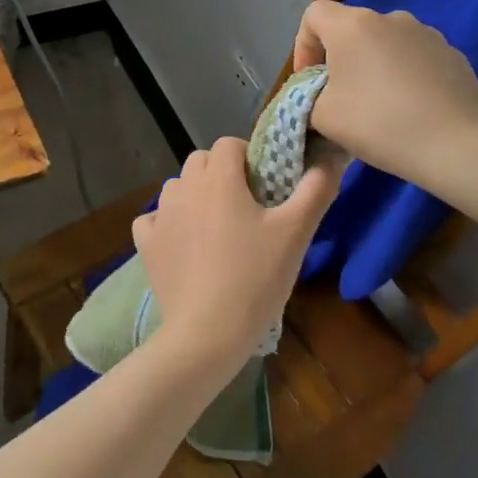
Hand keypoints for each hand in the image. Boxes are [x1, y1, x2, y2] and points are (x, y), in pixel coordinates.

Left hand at [131, 137, 345, 375]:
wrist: (208, 333)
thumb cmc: (255, 278)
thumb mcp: (296, 233)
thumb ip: (316, 190)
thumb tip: (331, 158)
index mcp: (218, 178)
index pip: (228, 144)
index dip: (248, 157)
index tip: (265, 185)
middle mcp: (184, 188)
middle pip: (200, 161)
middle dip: (221, 173)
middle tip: (246, 207)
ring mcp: (160, 216)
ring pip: (177, 187)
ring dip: (195, 195)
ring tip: (217, 227)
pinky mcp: (146, 245)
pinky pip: (153, 219)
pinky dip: (167, 223)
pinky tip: (184, 243)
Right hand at [292, 0, 477, 188]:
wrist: (454, 147)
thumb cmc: (377, 124)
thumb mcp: (321, 117)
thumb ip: (307, 97)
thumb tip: (318, 93)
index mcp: (353, 25)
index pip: (314, 15)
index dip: (303, 45)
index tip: (310, 80)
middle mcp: (390, 18)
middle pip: (351, 29)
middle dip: (340, 58)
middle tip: (341, 97)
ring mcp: (427, 34)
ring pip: (386, 43)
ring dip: (374, 65)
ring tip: (379, 105)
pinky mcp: (453, 54)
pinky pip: (416, 58)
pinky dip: (405, 75)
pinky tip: (411, 109)